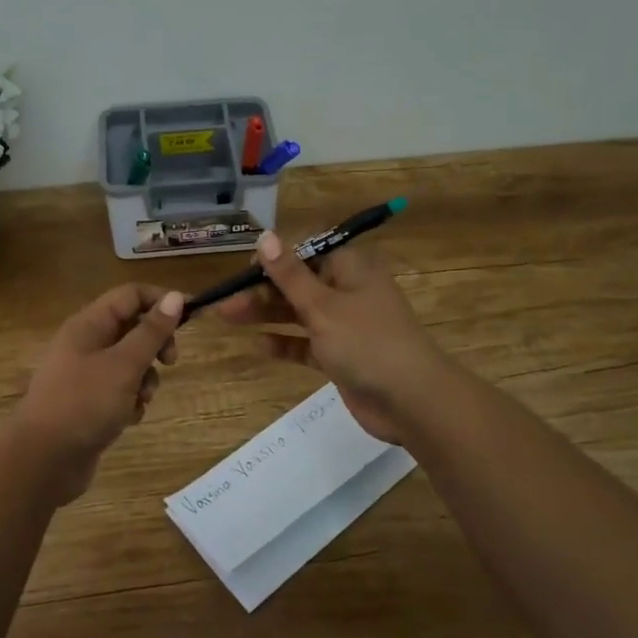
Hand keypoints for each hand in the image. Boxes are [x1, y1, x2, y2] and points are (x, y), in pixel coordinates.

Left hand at [12, 284, 183, 483]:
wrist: (43, 460)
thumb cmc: (84, 404)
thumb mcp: (124, 365)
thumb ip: (151, 331)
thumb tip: (175, 297)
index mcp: (88, 325)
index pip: (131, 295)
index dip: (161, 301)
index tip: (191, 319)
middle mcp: (85, 344)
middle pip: (132, 328)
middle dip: (155, 345)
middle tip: (170, 362)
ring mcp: (85, 375)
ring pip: (129, 363)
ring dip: (145, 379)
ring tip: (141, 400)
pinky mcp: (88, 403)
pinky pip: (119, 391)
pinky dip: (130, 401)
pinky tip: (128, 419)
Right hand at [217, 232, 448, 443]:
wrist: (412, 401)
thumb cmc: (366, 342)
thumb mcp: (323, 305)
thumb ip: (290, 275)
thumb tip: (265, 237)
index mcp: (350, 268)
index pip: (306, 252)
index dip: (274, 260)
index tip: (242, 272)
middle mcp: (348, 291)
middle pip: (298, 284)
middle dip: (262, 291)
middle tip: (224, 303)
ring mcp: (346, 326)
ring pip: (299, 313)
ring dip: (267, 314)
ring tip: (228, 318)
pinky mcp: (342, 356)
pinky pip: (307, 344)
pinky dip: (286, 343)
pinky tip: (261, 346)